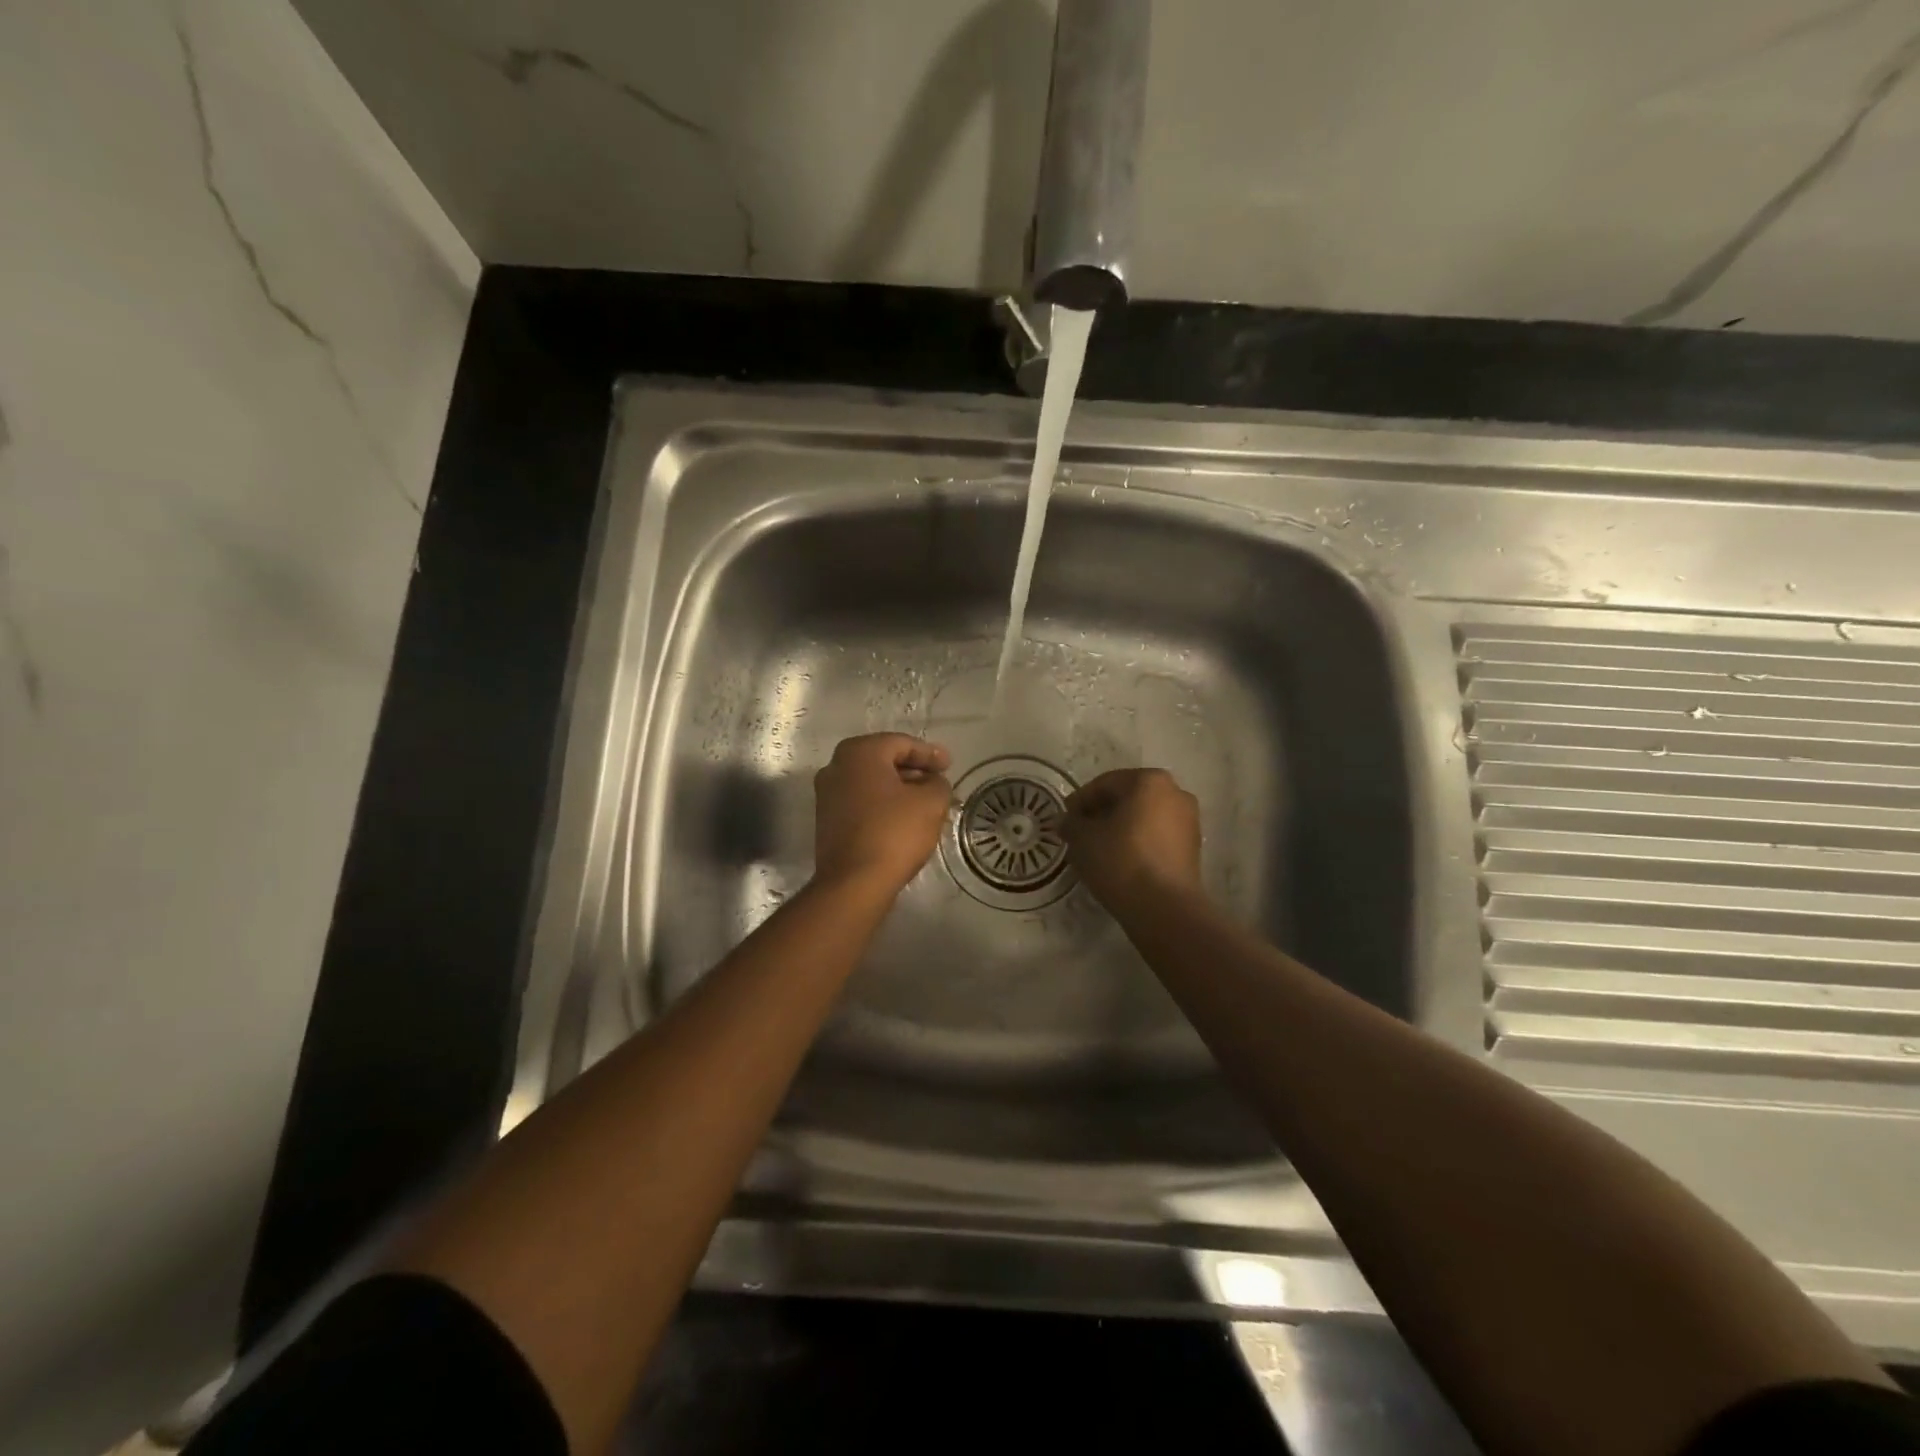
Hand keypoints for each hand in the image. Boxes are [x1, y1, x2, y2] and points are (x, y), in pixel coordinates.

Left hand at [812, 734, 953, 893]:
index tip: (949, 765)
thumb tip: (932, 782)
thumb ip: (938, 783)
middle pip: (884, 760)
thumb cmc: (894, 833)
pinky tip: (903, 819)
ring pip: (872, 783)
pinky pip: (862, 802)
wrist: (854, 882)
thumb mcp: (930, 802)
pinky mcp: (827, 820)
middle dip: (914, 770)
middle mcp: (836, 766)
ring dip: (899, 789)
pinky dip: (883, 804)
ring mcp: (827, 794)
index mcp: (859, 752)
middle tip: (939, 782)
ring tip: (926, 803)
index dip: (929, 753)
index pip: (902, 743)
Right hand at [1064, 768, 1202, 904]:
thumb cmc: (1121, 861)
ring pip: (1143, 818)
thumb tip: (1066, 821)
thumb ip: (1071, 823)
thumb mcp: (1082, 839)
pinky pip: (1156, 837)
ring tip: (1096, 851)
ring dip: (1119, 829)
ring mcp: (1189, 821)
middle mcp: (1175, 793)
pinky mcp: (1193, 848)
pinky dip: (1137, 844)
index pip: (1104, 784)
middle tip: (1078, 835)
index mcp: (1149, 780)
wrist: (1165, 908)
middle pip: (1127, 798)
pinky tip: (1119, 863)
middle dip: (1100, 814)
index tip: (1064, 821)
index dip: (1079, 802)